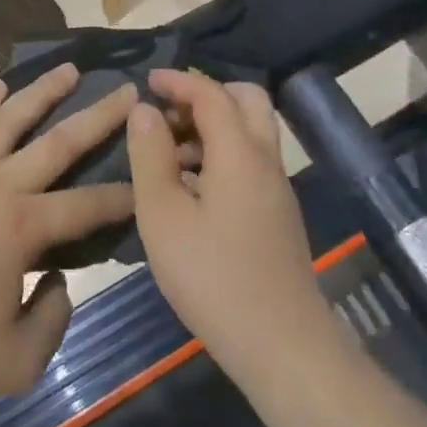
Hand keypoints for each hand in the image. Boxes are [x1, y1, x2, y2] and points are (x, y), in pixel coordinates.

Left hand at [0, 64, 136, 411]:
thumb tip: (57, 275)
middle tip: (126, 92)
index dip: (122, 196)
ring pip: (9, 120)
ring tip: (69, 69)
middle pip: (57, 142)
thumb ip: (55, 316)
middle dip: (99, 116)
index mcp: (21, 228)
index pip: (87, 205)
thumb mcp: (18, 363)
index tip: (148, 180)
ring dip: (42, 92)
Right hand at [127, 70, 333, 378]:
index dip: (178, 81)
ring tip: (169, 155)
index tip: (147, 81)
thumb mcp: (162, 216)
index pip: (211, 94)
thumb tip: (144, 110)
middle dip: (206, 95)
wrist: (282, 345)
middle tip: (168, 115)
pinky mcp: (278, 214)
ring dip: (213, 127)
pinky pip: (251, 161)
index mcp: (240, 152)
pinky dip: (222, 154)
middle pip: (246, 100)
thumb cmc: (212, 277)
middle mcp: (266, 159)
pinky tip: (191, 190)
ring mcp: (277, 188)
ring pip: (250, 132)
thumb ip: (150, 156)